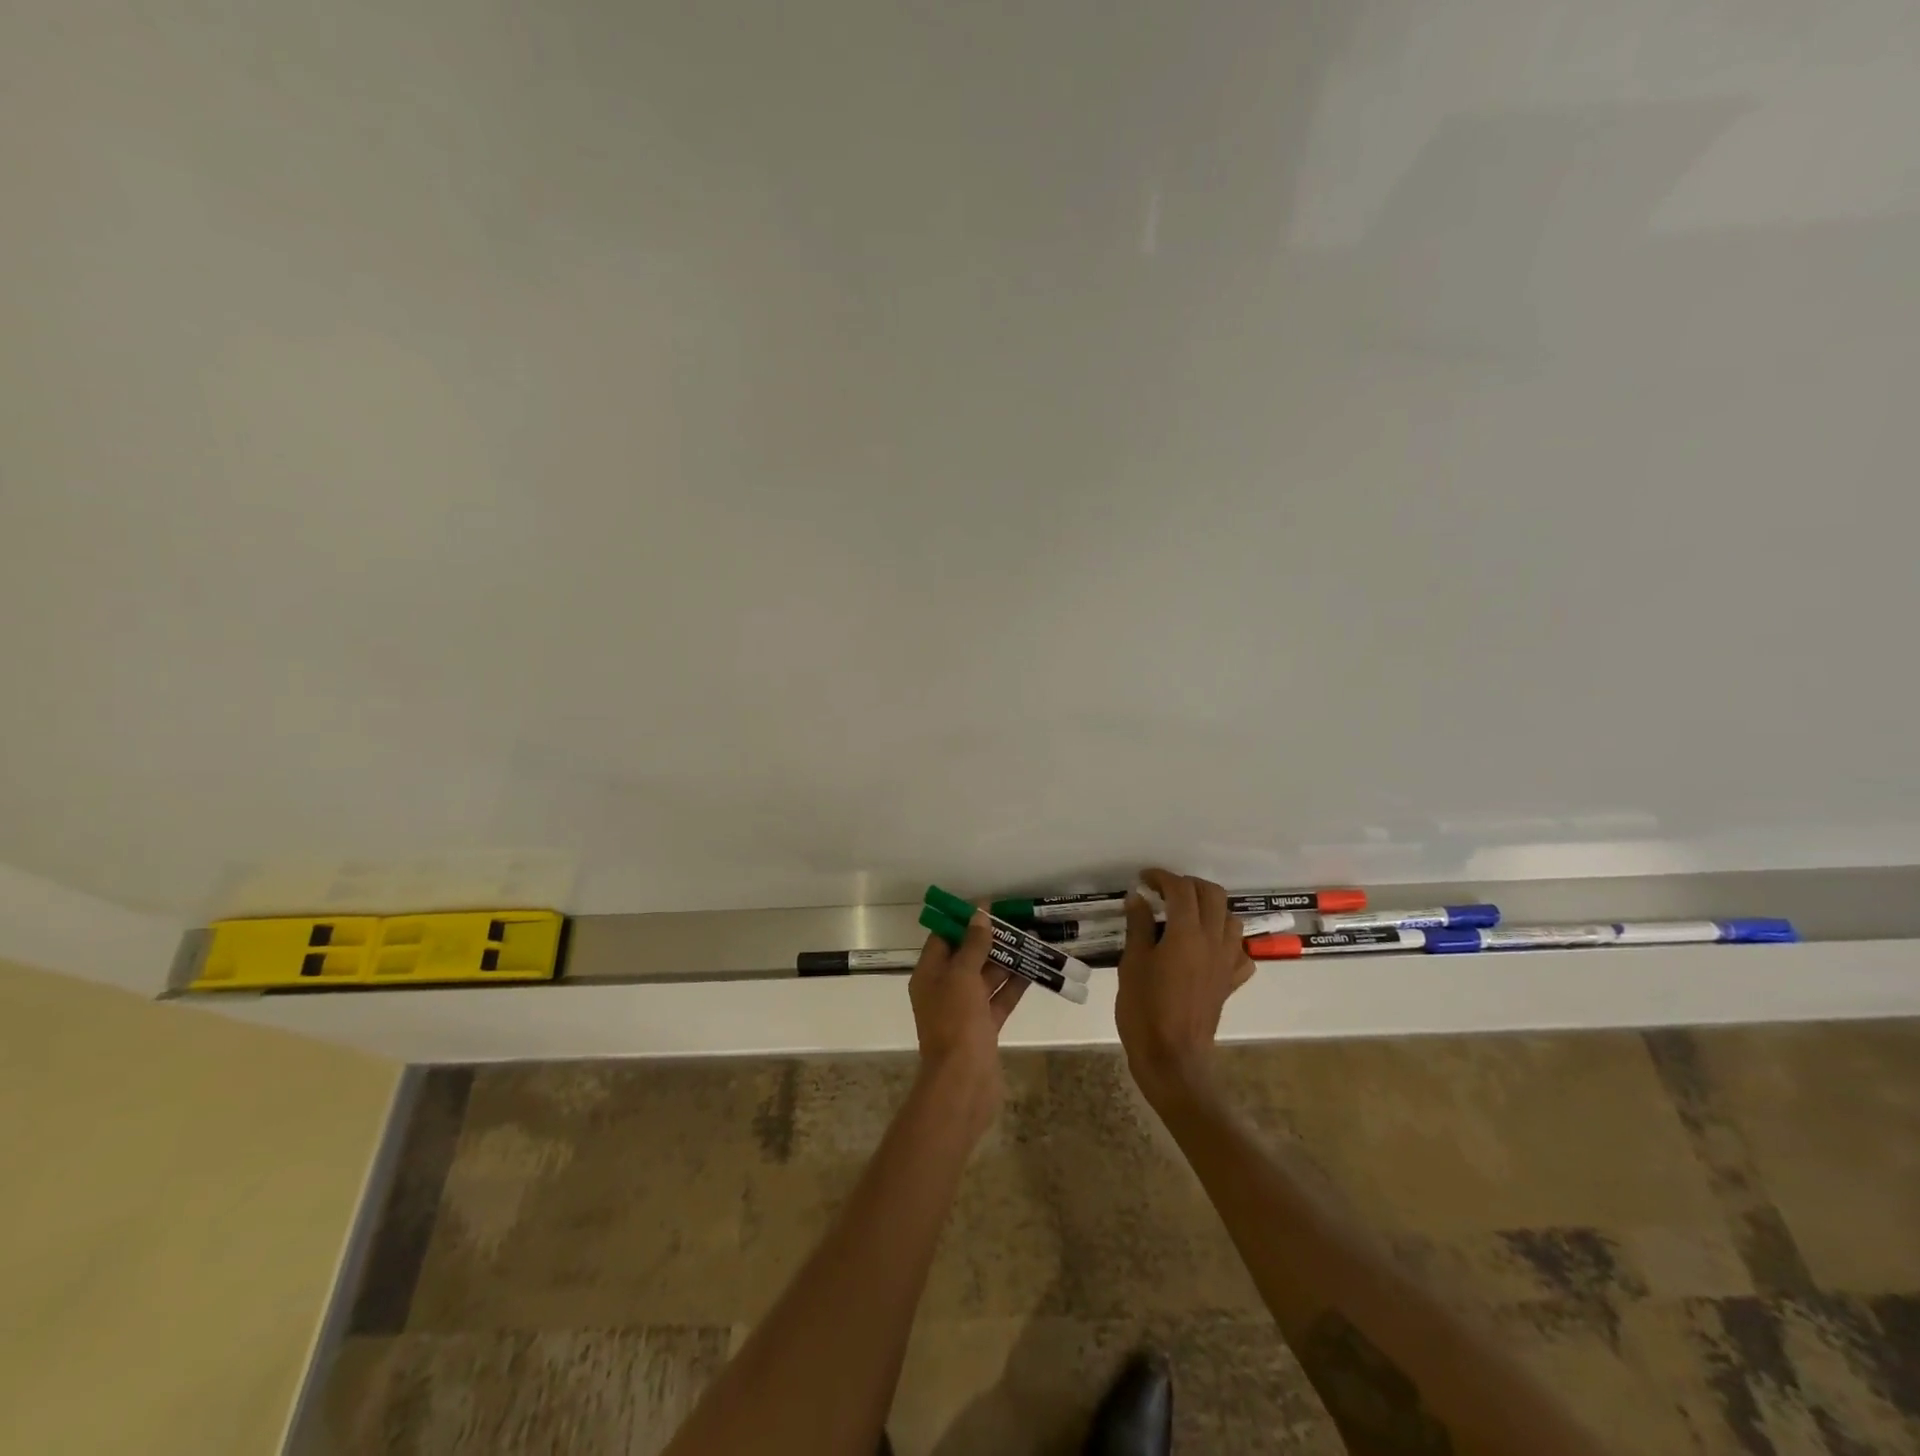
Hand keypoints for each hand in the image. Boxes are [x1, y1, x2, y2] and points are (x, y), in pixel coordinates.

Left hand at [908, 912, 1026, 1132]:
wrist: (963, 1082)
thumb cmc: (956, 1022)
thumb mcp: (962, 976)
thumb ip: (973, 945)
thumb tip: (979, 915)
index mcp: (929, 975)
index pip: (943, 939)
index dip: (963, 922)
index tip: (988, 907)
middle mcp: (944, 989)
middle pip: (967, 956)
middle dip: (991, 940)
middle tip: (1017, 921)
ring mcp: (964, 1010)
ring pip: (986, 977)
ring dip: (1007, 960)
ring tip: (1032, 939)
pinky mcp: (984, 1027)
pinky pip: (999, 999)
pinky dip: (1014, 985)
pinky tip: (1034, 969)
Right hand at [1116, 868, 1254, 1109]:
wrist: (1172, 1058)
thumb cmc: (1145, 1010)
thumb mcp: (1132, 963)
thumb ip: (1139, 926)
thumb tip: (1138, 898)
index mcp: (1186, 934)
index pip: (1181, 889)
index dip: (1162, 877)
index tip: (1144, 878)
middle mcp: (1213, 941)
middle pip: (1213, 895)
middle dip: (1189, 885)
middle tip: (1164, 891)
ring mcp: (1226, 962)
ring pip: (1231, 919)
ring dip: (1210, 908)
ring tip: (1186, 914)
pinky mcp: (1230, 982)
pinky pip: (1239, 952)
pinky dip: (1226, 940)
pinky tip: (1207, 947)